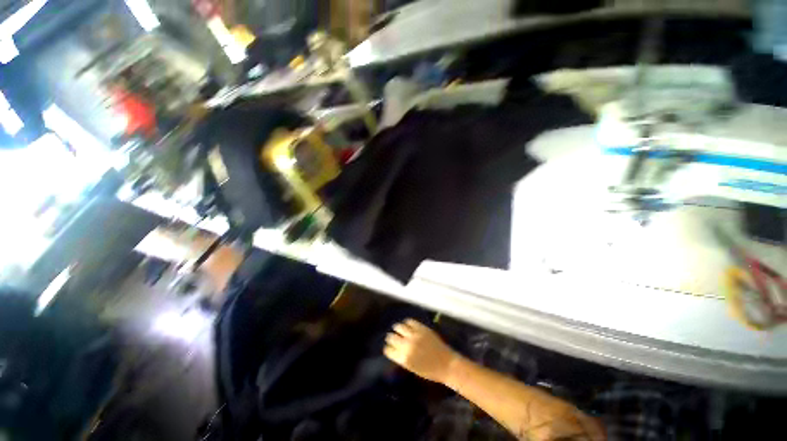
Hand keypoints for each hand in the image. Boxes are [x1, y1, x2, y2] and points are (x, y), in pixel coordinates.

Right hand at [384, 319, 458, 383]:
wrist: (446, 364)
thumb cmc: (430, 371)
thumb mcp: (412, 368)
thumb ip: (402, 358)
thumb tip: (395, 349)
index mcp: (404, 358)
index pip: (388, 350)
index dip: (388, 348)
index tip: (388, 346)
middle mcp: (407, 345)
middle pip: (392, 337)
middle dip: (390, 337)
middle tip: (391, 336)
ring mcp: (414, 335)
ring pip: (399, 327)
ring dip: (397, 328)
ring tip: (397, 328)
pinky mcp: (421, 328)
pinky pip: (410, 321)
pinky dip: (407, 322)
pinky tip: (407, 324)